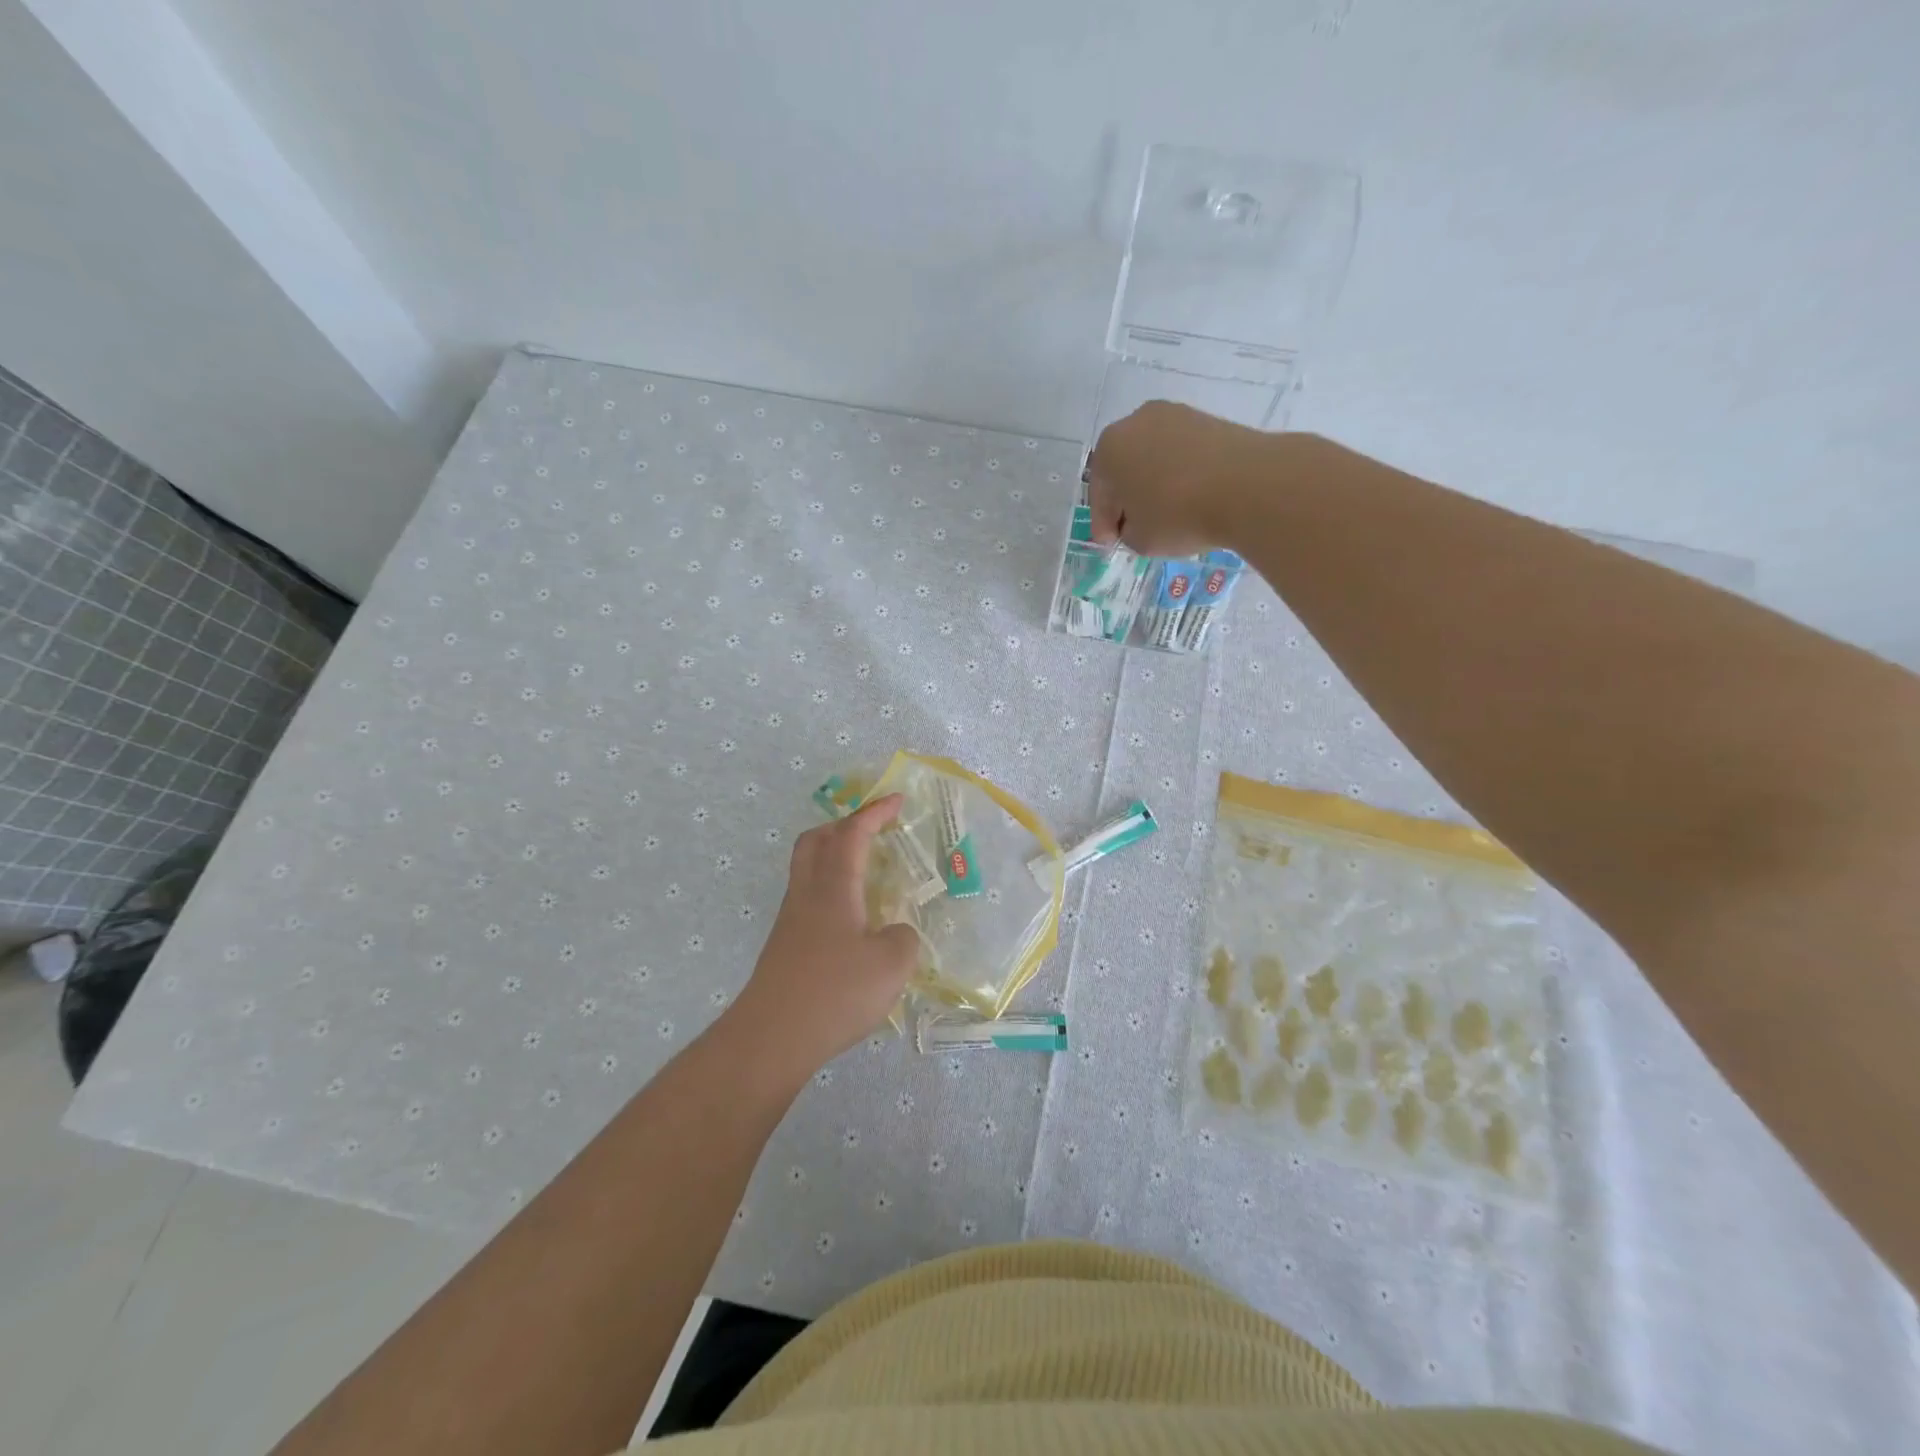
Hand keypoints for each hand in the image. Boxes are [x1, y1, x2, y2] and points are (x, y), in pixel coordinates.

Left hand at [727, 796, 921, 1078]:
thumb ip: (904, 939)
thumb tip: (896, 933)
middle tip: (872, 830)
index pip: (852, 834)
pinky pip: (809, 900)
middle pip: (815, 842)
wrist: (773, 1038)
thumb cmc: (836, 992)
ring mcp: (791, 921)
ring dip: (834, 858)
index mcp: (833, 887)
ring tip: (866, 873)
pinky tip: (852, 920)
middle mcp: (807, 895)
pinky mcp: (785, 947)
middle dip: (844, 825)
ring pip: (807, 870)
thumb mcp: (892, 964)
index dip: (874, 813)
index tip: (896, 801)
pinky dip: (831, 891)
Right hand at [1086, 401, 1274, 555]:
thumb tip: (1137, 523)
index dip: (1102, 523)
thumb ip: (1128, 532)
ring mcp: (1176, 416)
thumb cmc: (1178, 514)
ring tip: (1164, 514)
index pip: (1098, 492)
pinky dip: (1180, 475)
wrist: (1248, 485)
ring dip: (1154, 484)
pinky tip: (1189, 498)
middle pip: (1124, 468)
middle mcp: (1137, 422)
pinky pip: (1182, 454)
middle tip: (1132, 527)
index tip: (1110, 544)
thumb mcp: (1141, 539)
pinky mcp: (1209, 420)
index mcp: (1110, 449)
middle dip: (1126, 498)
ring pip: (1154, 458)